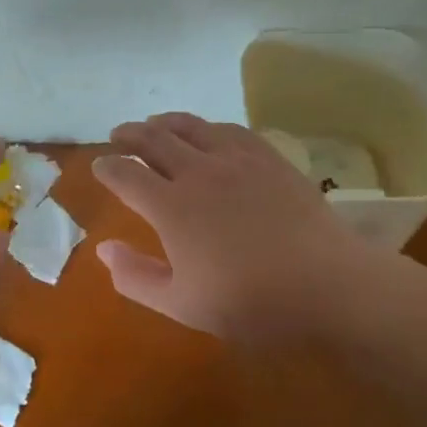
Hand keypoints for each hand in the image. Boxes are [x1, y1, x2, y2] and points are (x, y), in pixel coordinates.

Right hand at [94, 113, 373, 343]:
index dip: (107, 167)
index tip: (99, 167)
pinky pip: (230, 129)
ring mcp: (235, 159)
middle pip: (153, 139)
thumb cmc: (250, 302)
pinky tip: (209, 133)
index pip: (125, 174)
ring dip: (165, 122)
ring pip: (190, 126)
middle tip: (118, 135)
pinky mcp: (268, 157)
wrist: (327, 285)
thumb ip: (135, 277)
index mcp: (170, 206)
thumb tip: (103, 249)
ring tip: (155, 124)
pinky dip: (208, 127)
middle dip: (130, 135)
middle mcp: (197, 172)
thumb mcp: (182, 304)